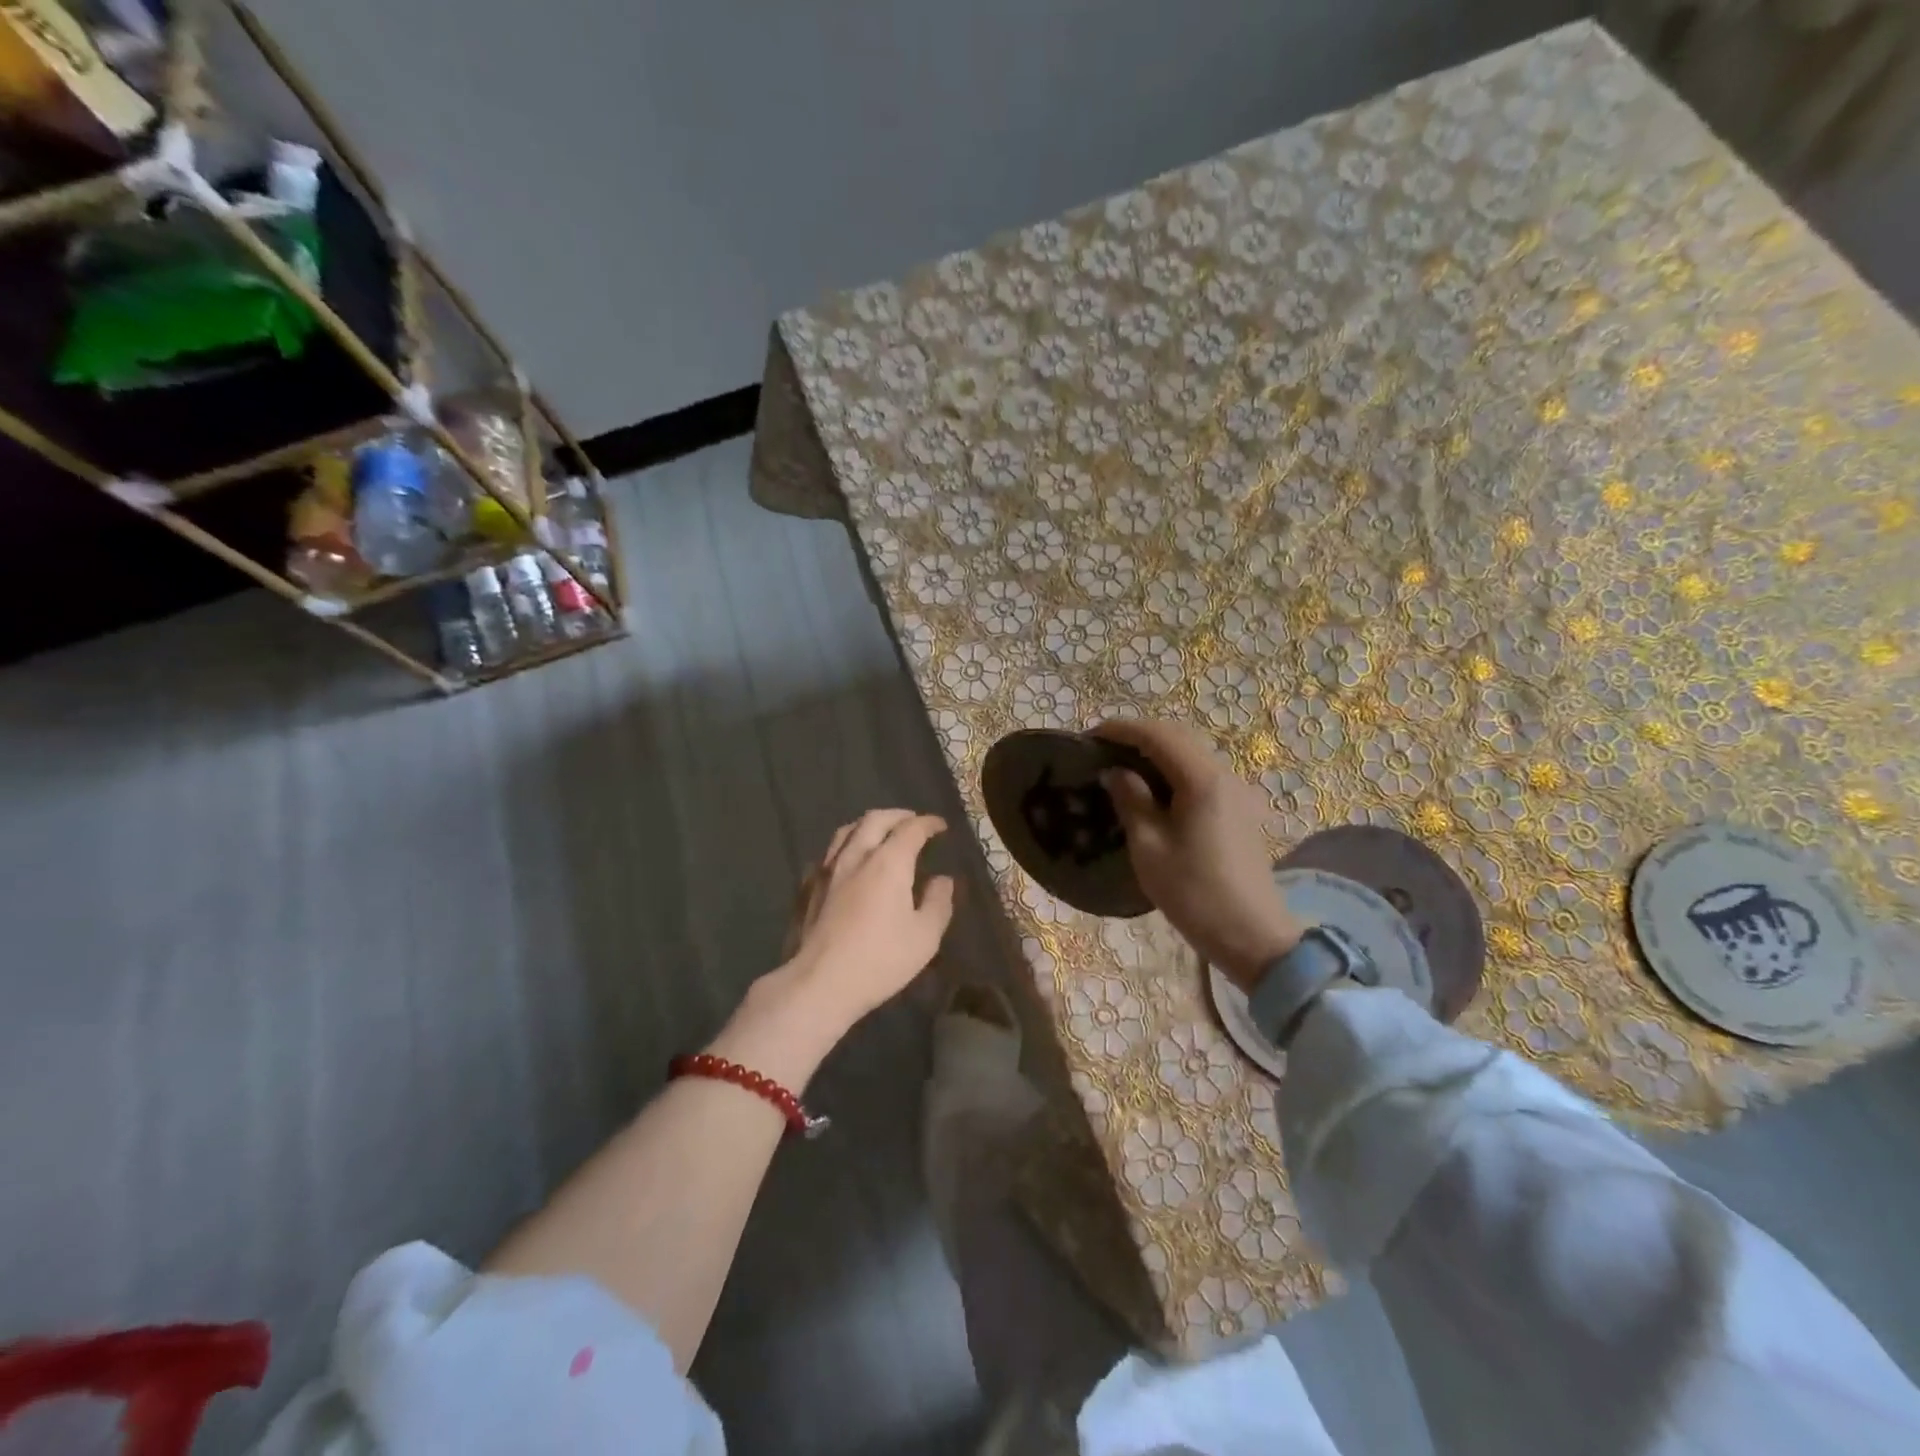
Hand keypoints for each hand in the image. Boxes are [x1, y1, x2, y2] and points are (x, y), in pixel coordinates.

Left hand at [778, 809, 956, 1031]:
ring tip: (881, 833)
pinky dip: (846, 846)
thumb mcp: (925, 936)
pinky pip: (829, 853)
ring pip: (847, 830)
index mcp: (889, 862)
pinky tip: (848, 860)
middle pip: (875, 819)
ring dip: (869, 825)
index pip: (911, 828)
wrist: (819, 982)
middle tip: (913, 822)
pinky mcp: (808, 886)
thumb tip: (943, 879)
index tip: (940, 826)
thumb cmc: (880, 959)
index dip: (928, 823)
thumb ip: (938, 902)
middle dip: (898, 816)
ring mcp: (828, 869)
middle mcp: (856, 855)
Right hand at [1092, 719, 1302, 990]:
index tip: (1089, 737)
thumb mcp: (1149, 848)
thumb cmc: (1194, 893)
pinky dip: (1173, 770)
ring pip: (1192, 754)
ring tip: (1121, 768)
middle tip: (1102, 750)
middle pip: (1178, 737)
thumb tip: (1115, 772)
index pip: (1158, 735)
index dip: (1122, 730)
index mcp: (1202, 781)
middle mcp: (1224, 775)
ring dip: (1156, 752)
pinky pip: (1201, 774)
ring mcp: (1236, 792)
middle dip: (1138, 736)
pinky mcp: (1239, 809)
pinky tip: (1153, 790)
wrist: (1253, 936)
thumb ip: (1131, 801)